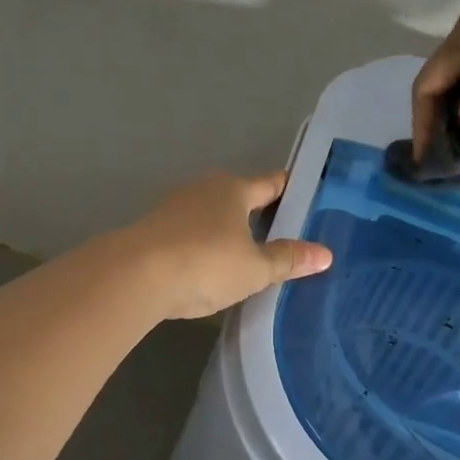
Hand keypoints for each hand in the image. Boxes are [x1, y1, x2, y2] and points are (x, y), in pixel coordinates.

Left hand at [122, 170, 332, 319]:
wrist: (134, 276)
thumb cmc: (205, 264)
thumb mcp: (254, 269)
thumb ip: (288, 260)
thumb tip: (325, 254)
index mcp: (234, 189)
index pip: (270, 183)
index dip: (289, 189)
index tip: (306, 197)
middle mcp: (203, 188)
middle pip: (239, 196)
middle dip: (257, 213)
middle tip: (280, 235)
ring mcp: (173, 207)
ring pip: (210, 214)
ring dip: (226, 230)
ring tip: (245, 255)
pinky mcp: (152, 229)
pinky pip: (188, 232)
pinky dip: (201, 244)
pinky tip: (206, 266)